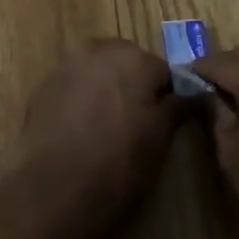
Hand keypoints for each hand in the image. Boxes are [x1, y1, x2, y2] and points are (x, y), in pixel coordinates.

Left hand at [9, 39, 180, 238]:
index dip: (164, 99)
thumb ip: (175, 109)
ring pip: (99, 69)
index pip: (162, 72)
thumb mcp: (158, 142)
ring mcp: (69, 63)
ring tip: (104, 127)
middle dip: (133, 86)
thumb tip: (193, 93)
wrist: (54, 189)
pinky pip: (74, 83)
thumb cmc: (118, 166)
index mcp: (135, 59)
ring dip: (106, 88)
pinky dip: (81, 97)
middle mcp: (101, 49)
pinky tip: (79, 128)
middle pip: (128, 62)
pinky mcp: (46, 82)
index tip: (161, 125)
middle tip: (134, 125)